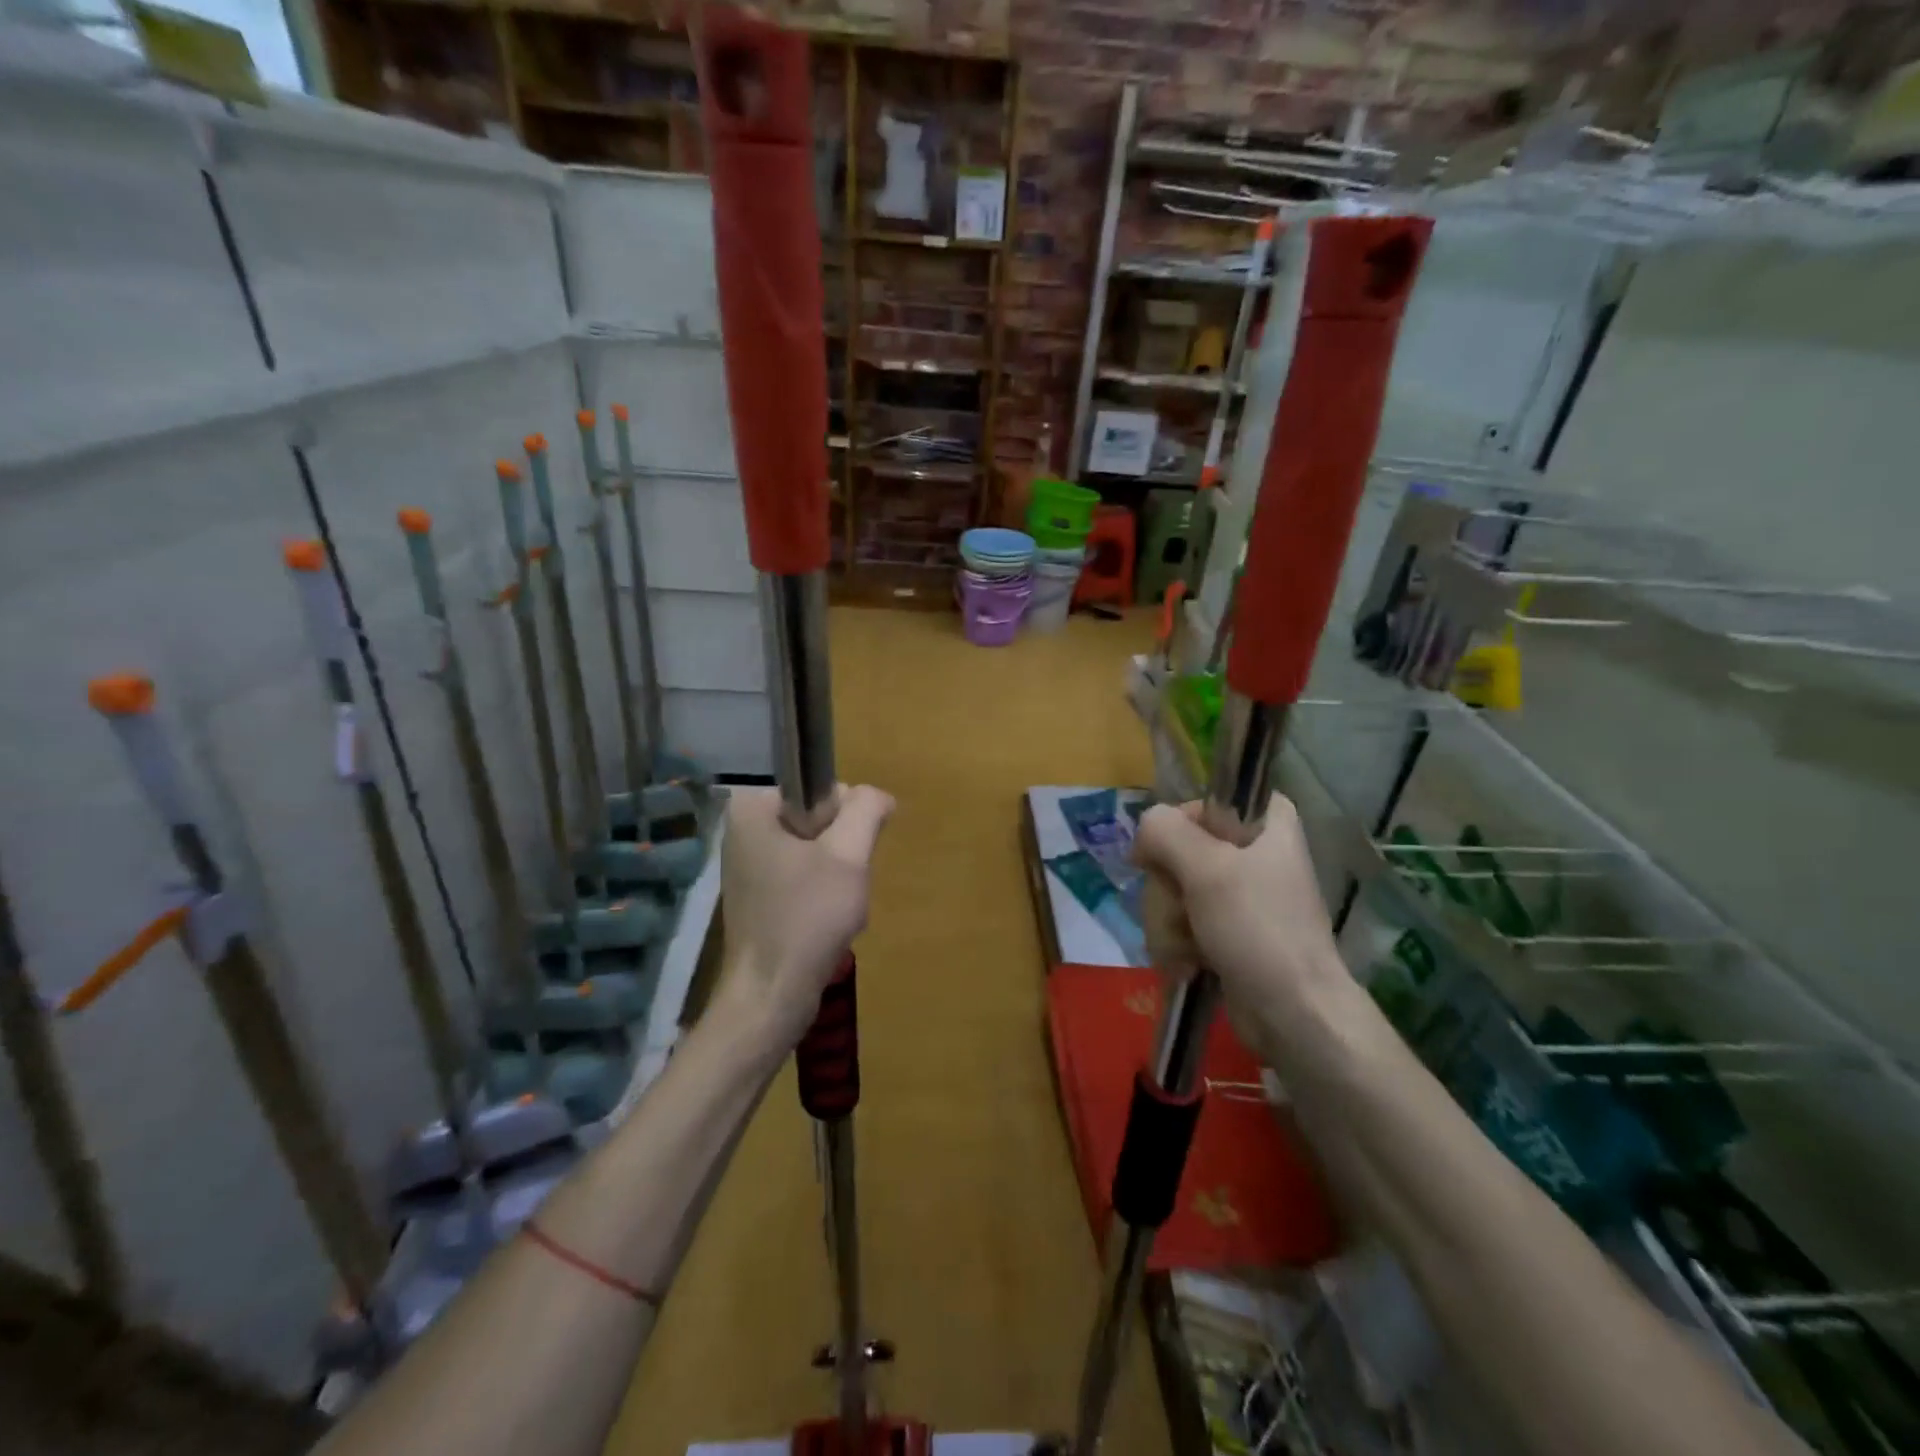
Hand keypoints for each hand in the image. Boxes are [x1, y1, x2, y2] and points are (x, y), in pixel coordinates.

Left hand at [715, 784, 894, 1046]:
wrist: (771, 995)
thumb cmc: (807, 917)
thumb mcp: (848, 854)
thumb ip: (866, 810)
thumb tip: (878, 796)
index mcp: (754, 808)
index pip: (822, 788)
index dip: (845, 819)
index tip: (842, 856)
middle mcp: (745, 830)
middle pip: (821, 819)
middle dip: (842, 852)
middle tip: (840, 887)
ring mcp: (750, 865)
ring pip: (819, 851)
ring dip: (839, 878)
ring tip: (836, 909)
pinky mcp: (759, 896)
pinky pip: (806, 878)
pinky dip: (825, 897)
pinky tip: (827, 923)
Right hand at [1133, 794, 1349, 1062]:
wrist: (1292, 1012)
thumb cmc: (1258, 929)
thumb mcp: (1207, 869)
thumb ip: (1164, 832)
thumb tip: (1144, 830)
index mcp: (1264, 822)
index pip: (1200, 803)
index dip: (1176, 828)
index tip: (1165, 857)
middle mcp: (1250, 850)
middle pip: (1175, 850)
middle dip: (1168, 890)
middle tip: (1185, 911)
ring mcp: (1234, 893)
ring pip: (1169, 889)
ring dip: (1168, 923)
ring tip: (1190, 949)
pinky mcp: (1223, 929)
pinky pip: (1178, 921)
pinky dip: (1176, 944)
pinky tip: (1189, 964)